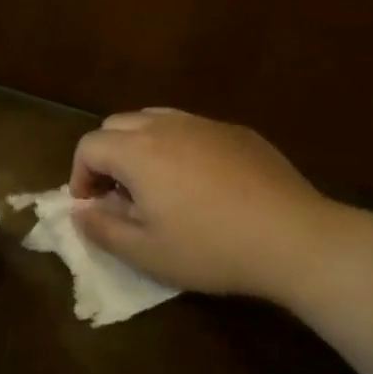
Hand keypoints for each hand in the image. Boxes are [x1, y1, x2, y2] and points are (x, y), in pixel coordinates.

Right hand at [68, 109, 372, 307]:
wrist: (293, 237)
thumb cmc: (211, 248)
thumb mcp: (147, 253)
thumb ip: (102, 230)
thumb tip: (80, 213)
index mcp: (138, 151)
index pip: (89, 146)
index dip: (80, 175)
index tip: (92, 206)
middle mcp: (166, 126)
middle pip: (117, 125)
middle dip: (107, 156)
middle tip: (119, 195)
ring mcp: (204, 124)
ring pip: (154, 120)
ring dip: (140, 146)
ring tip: (156, 184)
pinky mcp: (236, 131)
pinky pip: (191, 128)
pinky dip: (178, 146)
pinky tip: (200, 182)